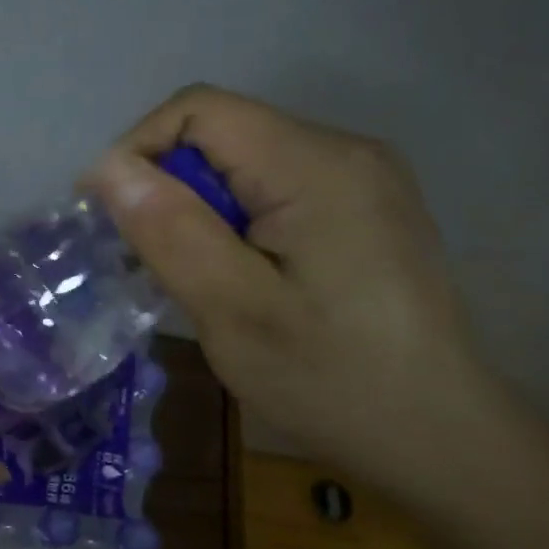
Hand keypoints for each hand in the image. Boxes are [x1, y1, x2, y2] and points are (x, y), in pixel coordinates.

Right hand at [84, 85, 524, 495]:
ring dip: (201, 206)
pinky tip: (240, 273)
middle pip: (223, 132)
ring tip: (195, 273)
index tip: (111, 218)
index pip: (199, 110)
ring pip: (244, 161)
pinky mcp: (365, 207)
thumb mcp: (234, 311)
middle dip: (170, 186)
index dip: (139, 150)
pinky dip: (236, 218)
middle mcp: (346, 150)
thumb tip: (108, 167)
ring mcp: (362, 177)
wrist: (440, 438)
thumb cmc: (331, 379)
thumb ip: (170, 231)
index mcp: (316, 164)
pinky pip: (275, 186)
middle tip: (154, 260)